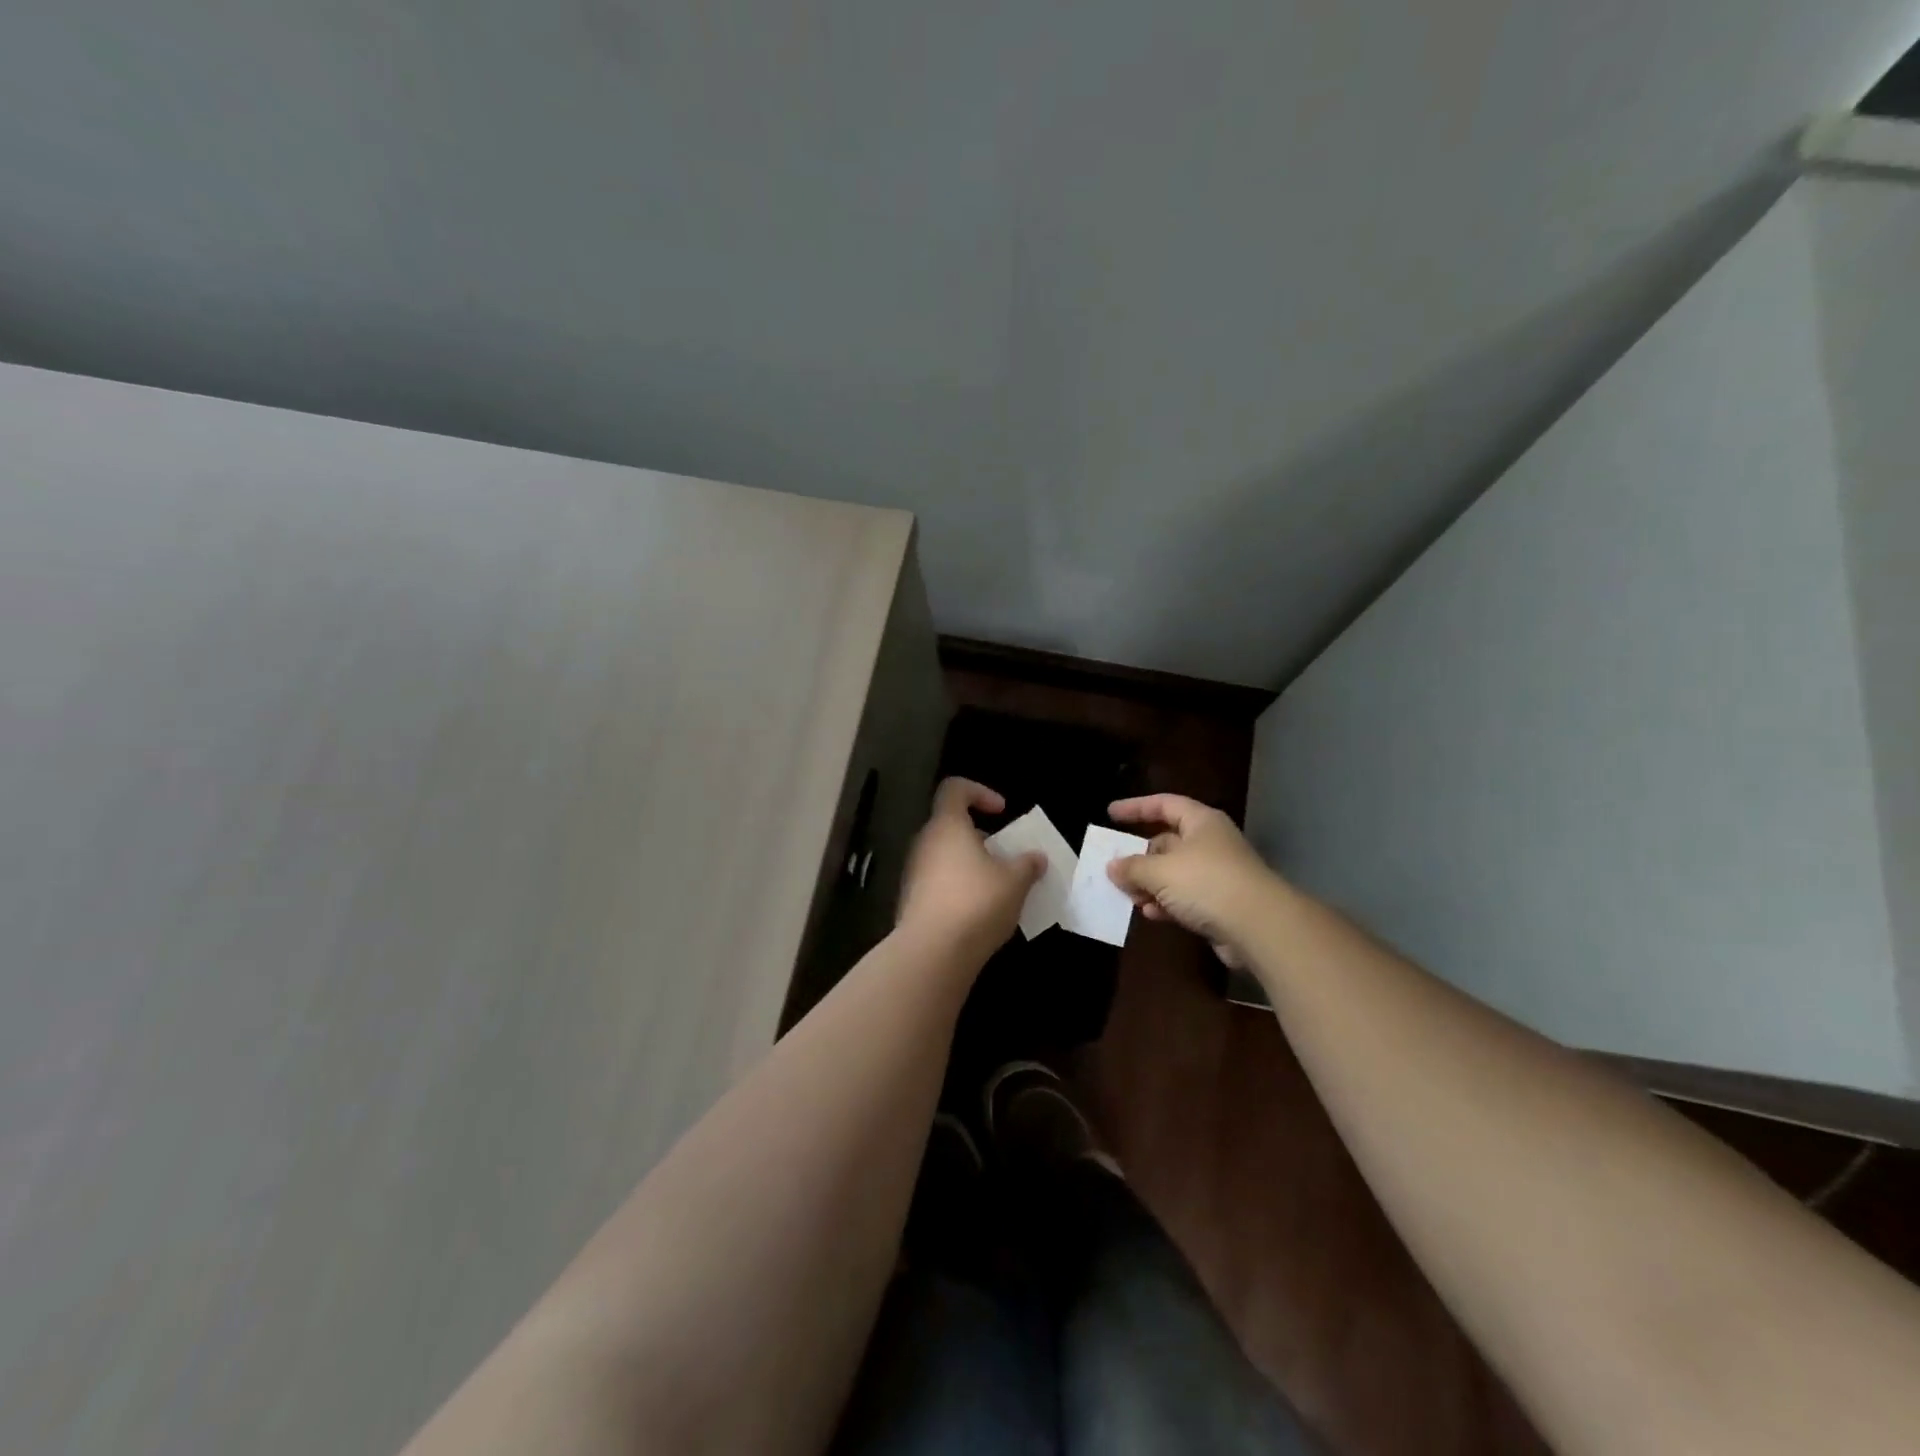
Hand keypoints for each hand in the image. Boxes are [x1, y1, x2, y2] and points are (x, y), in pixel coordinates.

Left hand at [897, 778, 1043, 963]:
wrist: (932, 952)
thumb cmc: (976, 903)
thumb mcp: (1015, 882)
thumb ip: (1027, 864)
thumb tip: (1036, 857)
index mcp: (948, 826)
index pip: (955, 789)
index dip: (980, 792)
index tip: (1002, 812)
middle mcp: (925, 843)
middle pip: (951, 825)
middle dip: (981, 837)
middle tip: (1006, 856)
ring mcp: (914, 873)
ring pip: (945, 856)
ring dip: (971, 864)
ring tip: (998, 887)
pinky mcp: (912, 901)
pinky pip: (939, 882)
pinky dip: (959, 888)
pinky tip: (979, 912)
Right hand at [1106, 794, 1278, 965]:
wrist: (1259, 927)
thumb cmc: (1207, 883)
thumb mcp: (1160, 871)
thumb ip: (1132, 867)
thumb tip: (1112, 866)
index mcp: (1201, 822)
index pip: (1164, 804)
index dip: (1136, 807)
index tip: (1110, 814)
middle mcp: (1210, 843)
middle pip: (1167, 842)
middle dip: (1139, 856)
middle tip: (1114, 867)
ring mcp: (1217, 874)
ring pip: (1173, 873)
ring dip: (1149, 884)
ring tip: (1127, 896)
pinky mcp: (1220, 904)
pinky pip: (1185, 898)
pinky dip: (1166, 903)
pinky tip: (1151, 913)